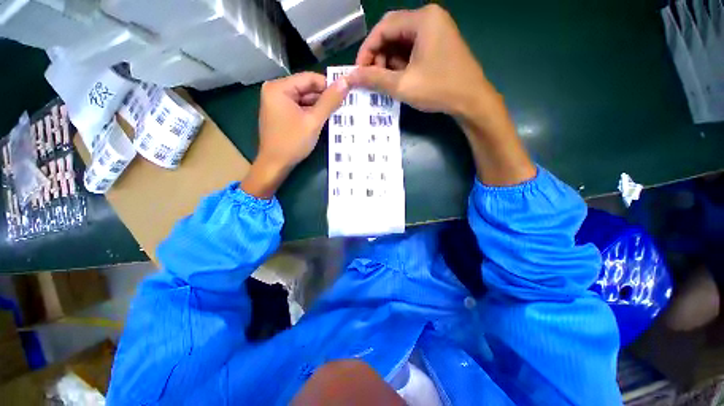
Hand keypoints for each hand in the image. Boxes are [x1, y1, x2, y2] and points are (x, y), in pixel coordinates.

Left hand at [242, 72, 348, 197]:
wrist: (275, 165)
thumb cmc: (292, 142)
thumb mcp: (314, 121)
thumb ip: (329, 101)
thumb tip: (345, 82)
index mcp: (279, 88)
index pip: (309, 78)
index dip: (328, 85)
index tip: (345, 95)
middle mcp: (276, 91)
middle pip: (306, 89)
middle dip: (324, 98)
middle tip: (343, 106)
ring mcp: (277, 103)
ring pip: (304, 100)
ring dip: (320, 107)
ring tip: (337, 114)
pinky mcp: (281, 114)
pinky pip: (300, 109)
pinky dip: (312, 114)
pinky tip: (324, 120)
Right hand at [347, 4, 492, 117]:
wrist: (472, 101)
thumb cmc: (438, 89)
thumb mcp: (403, 85)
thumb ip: (374, 79)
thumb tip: (350, 77)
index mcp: (422, 19)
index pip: (383, 27)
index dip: (367, 50)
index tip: (358, 71)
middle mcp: (429, 18)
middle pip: (392, 33)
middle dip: (378, 57)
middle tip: (371, 78)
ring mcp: (436, 31)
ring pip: (402, 42)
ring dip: (389, 62)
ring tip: (384, 82)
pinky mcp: (438, 44)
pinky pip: (413, 49)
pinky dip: (401, 64)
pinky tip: (398, 79)